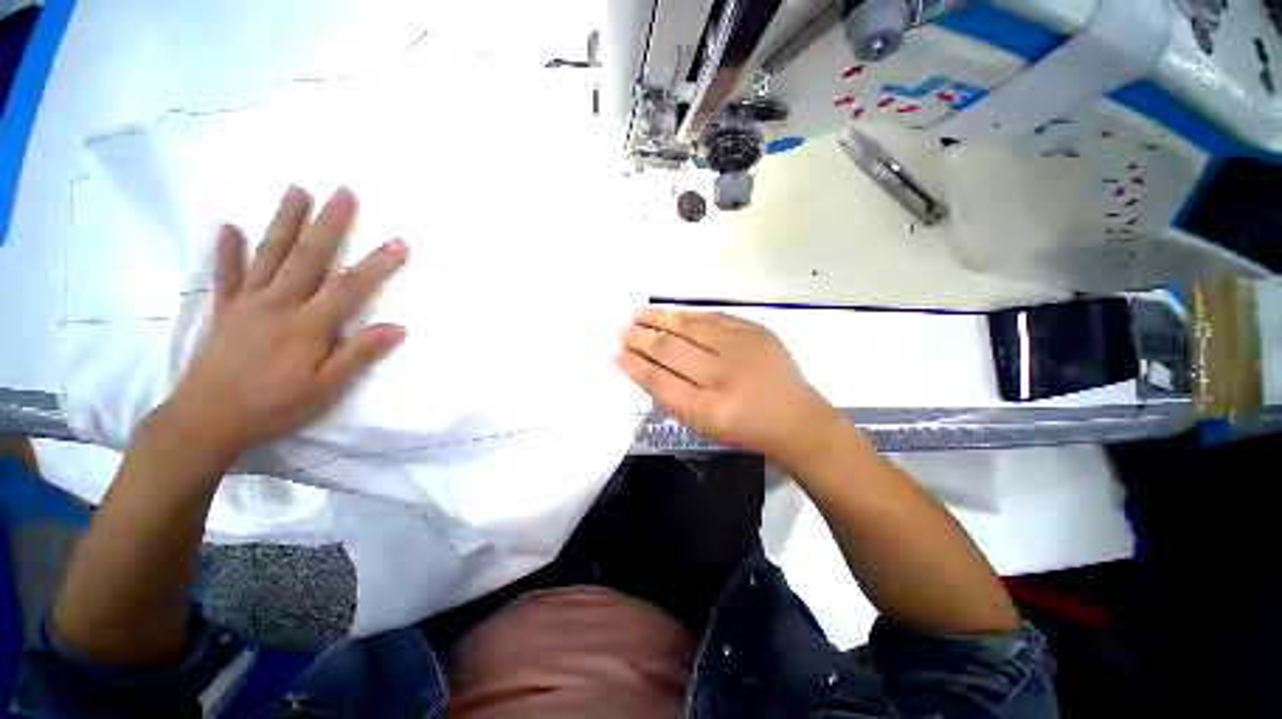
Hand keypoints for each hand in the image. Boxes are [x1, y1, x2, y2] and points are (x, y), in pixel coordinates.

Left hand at [163, 187, 407, 457]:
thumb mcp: (326, 388)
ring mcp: (248, 303)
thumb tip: (398, 328)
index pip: (350, 287)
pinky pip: (226, 274)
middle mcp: (279, 304)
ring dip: (284, 221)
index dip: (377, 264)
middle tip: (344, 192)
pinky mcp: (225, 310)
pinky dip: (227, 250)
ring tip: (296, 191)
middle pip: (308, 256)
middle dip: (330, 223)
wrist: (206, 421)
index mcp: (308, 325)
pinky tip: (228, 228)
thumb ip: (360, 354)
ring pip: (269, 254)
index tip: (399, 242)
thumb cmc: (274, 407)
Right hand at [617, 307, 844, 466]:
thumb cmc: (745, 428)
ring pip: (689, 326)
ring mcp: (740, 349)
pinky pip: (713, 317)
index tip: (617, 353)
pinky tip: (672, 313)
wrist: (796, 418)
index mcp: (706, 408)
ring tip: (639, 313)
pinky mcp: (755, 331)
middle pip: (669, 350)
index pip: (658, 380)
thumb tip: (645, 366)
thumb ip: (673, 397)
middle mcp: (721, 376)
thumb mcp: (704, 425)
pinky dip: (688, 314)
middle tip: (622, 330)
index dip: (634, 365)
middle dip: (640, 338)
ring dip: (659, 318)